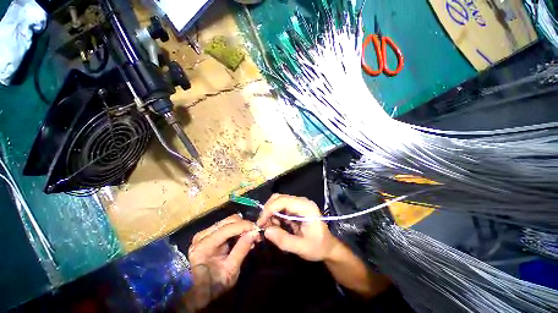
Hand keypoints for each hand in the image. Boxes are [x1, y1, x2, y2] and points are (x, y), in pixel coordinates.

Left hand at [185, 214, 258, 309]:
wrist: (198, 292)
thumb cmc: (214, 285)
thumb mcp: (231, 271)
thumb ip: (242, 249)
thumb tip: (255, 232)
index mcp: (204, 246)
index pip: (228, 228)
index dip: (244, 226)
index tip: (257, 229)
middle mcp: (202, 235)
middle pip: (229, 221)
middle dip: (244, 225)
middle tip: (255, 234)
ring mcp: (204, 233)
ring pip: (228, 221)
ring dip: (241, 226)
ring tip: (250, 236)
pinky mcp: (208, 233)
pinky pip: (226, 225)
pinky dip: (237, 229)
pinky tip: (243, 236)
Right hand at [257, 194, 339, 261]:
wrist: (328, 247)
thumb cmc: (318, 247)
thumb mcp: (301, 248)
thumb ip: (283, 240)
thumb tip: (266, 231)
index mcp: (306, 207)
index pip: (283, 201)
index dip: (269, 209)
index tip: (260, 223)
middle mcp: (301, 201)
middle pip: (279, 198)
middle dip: (268, 210)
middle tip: (263, 226)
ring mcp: (298, 203)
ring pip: (278, 201)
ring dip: (270, 213)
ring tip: (270, 228)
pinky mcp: (295, 208)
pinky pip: (280, 207)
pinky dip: (274, 215)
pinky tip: (276, 226)